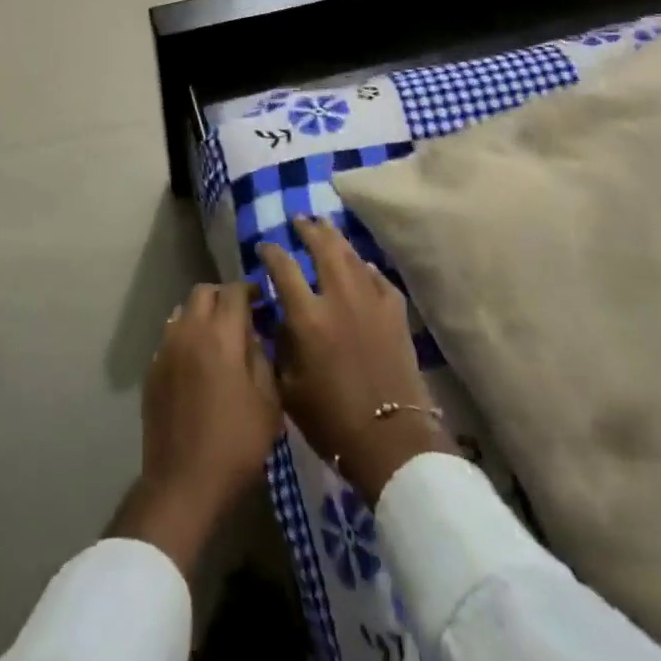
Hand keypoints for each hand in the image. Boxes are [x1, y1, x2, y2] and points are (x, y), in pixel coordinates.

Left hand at [110, 280, 282, 578]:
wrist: (183, 483)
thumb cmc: (235, 444)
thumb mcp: (268, 404)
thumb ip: (262, 360)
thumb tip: (253, 338)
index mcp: (221, 336)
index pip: (234, 291)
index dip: (249, 291)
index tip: (262, 303)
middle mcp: (188, 332)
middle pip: (203, 293)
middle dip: (223, 298)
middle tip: (241, 318)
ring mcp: (165, 350)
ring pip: (182, 312)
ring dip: (201, 316)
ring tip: (218, 341)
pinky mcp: (152, 371)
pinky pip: (170, 338)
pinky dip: (186, 339)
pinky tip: (198, 366)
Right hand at [260, 217, 455, 507]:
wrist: (391, 439)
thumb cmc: (330, 419)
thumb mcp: (288, 386)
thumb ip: (280, 343)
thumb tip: (278, 315)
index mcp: (307, 316)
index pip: (283, 268)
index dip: (270, 252)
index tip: (263, 246)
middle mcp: (339, 298)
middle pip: (323, 248)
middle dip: (308, 229)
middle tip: (299, 220)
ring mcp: (371, 301)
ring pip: (351, 256)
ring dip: (335, 238)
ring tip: (325, 227)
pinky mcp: (396, 312)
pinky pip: (377, 277)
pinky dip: (364, 267)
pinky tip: (360, 265)